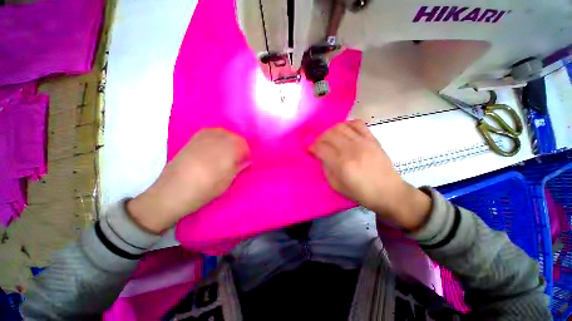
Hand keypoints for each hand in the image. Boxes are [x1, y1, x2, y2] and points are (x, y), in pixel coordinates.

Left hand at [128, 129, 249, 233]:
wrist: (171, 192)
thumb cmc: (203, 191)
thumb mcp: (226, 182)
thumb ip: (238, 168)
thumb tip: (247, 160)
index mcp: (226, 153)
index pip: (244, 146)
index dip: (247, 154)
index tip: (246, 162)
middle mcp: (215, 141)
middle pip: (235, 137)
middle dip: (240, 146)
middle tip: (238, 158)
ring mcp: (203, 138)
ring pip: (224, 133)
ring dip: (230, 141)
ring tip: (227, 153)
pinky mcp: (193, 139)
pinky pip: (212, 132)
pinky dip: (218, 137)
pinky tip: (216, 147)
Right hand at [309, 120, 430, 230]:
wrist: (389, 192)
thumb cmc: (361, 193)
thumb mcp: (337, 186)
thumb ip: (326, 169)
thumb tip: (321, 156)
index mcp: (342, 164)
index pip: (321, 148)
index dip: (312, 147)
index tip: (310, 150)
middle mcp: (351, 149)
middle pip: (328, 134)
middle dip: (319, 138)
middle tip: (318, 145)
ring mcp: (363, 142)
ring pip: (340, 126)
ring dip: (330, 131)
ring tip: (329, 138)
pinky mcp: (372, 139)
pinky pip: (357, 123)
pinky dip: (347, 124)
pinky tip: (344, 131)